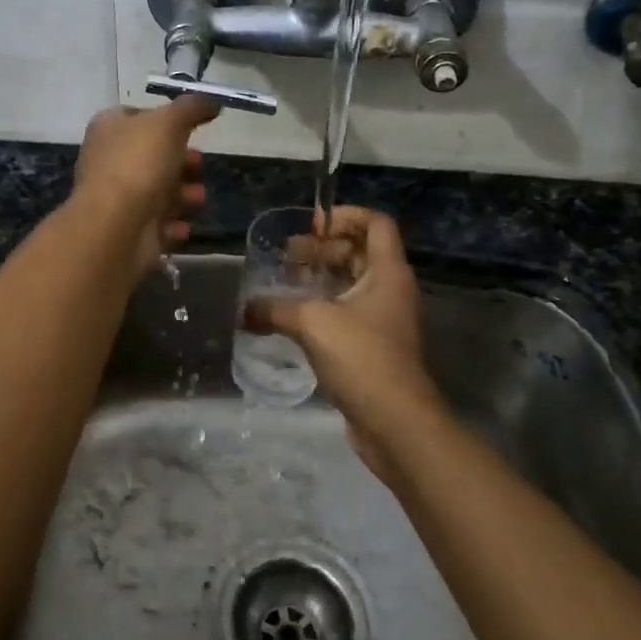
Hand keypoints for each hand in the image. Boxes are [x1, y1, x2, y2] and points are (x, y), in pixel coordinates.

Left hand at [74, 96, 217, 275]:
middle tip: (200, 166)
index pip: (139, 116)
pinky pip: (156, 224)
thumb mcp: (169, 122)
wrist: (115, 226)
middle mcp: (108, 160)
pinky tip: (183, 227)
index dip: (167, 120)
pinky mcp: (126, 229)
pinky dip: (173, 226)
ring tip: (197, 200)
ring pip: (158, 192)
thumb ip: (192, 107)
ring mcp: (116, 198)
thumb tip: (212, 102)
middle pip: (153, 157)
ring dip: (184, 196)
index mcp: (109, 128)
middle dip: (183, 163)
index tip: (193, 129)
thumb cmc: (139, 164)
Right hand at [247, 207, 446, 483]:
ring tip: (285, 283)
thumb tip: (244, 310)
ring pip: (353, 284)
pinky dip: (324, 307)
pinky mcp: (376, 347)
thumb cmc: (361, 357)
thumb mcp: (312, 323)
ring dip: (321, 278)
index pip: (375, 223)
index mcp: (388, 272)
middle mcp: (392, 290)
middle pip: (361, 252)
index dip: (345, 216)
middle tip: (287, 257)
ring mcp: (386, 320)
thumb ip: (274, 309)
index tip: (311, 226)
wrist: (395, 423)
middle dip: (323, 249)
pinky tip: (294, 318)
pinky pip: (349, 313)